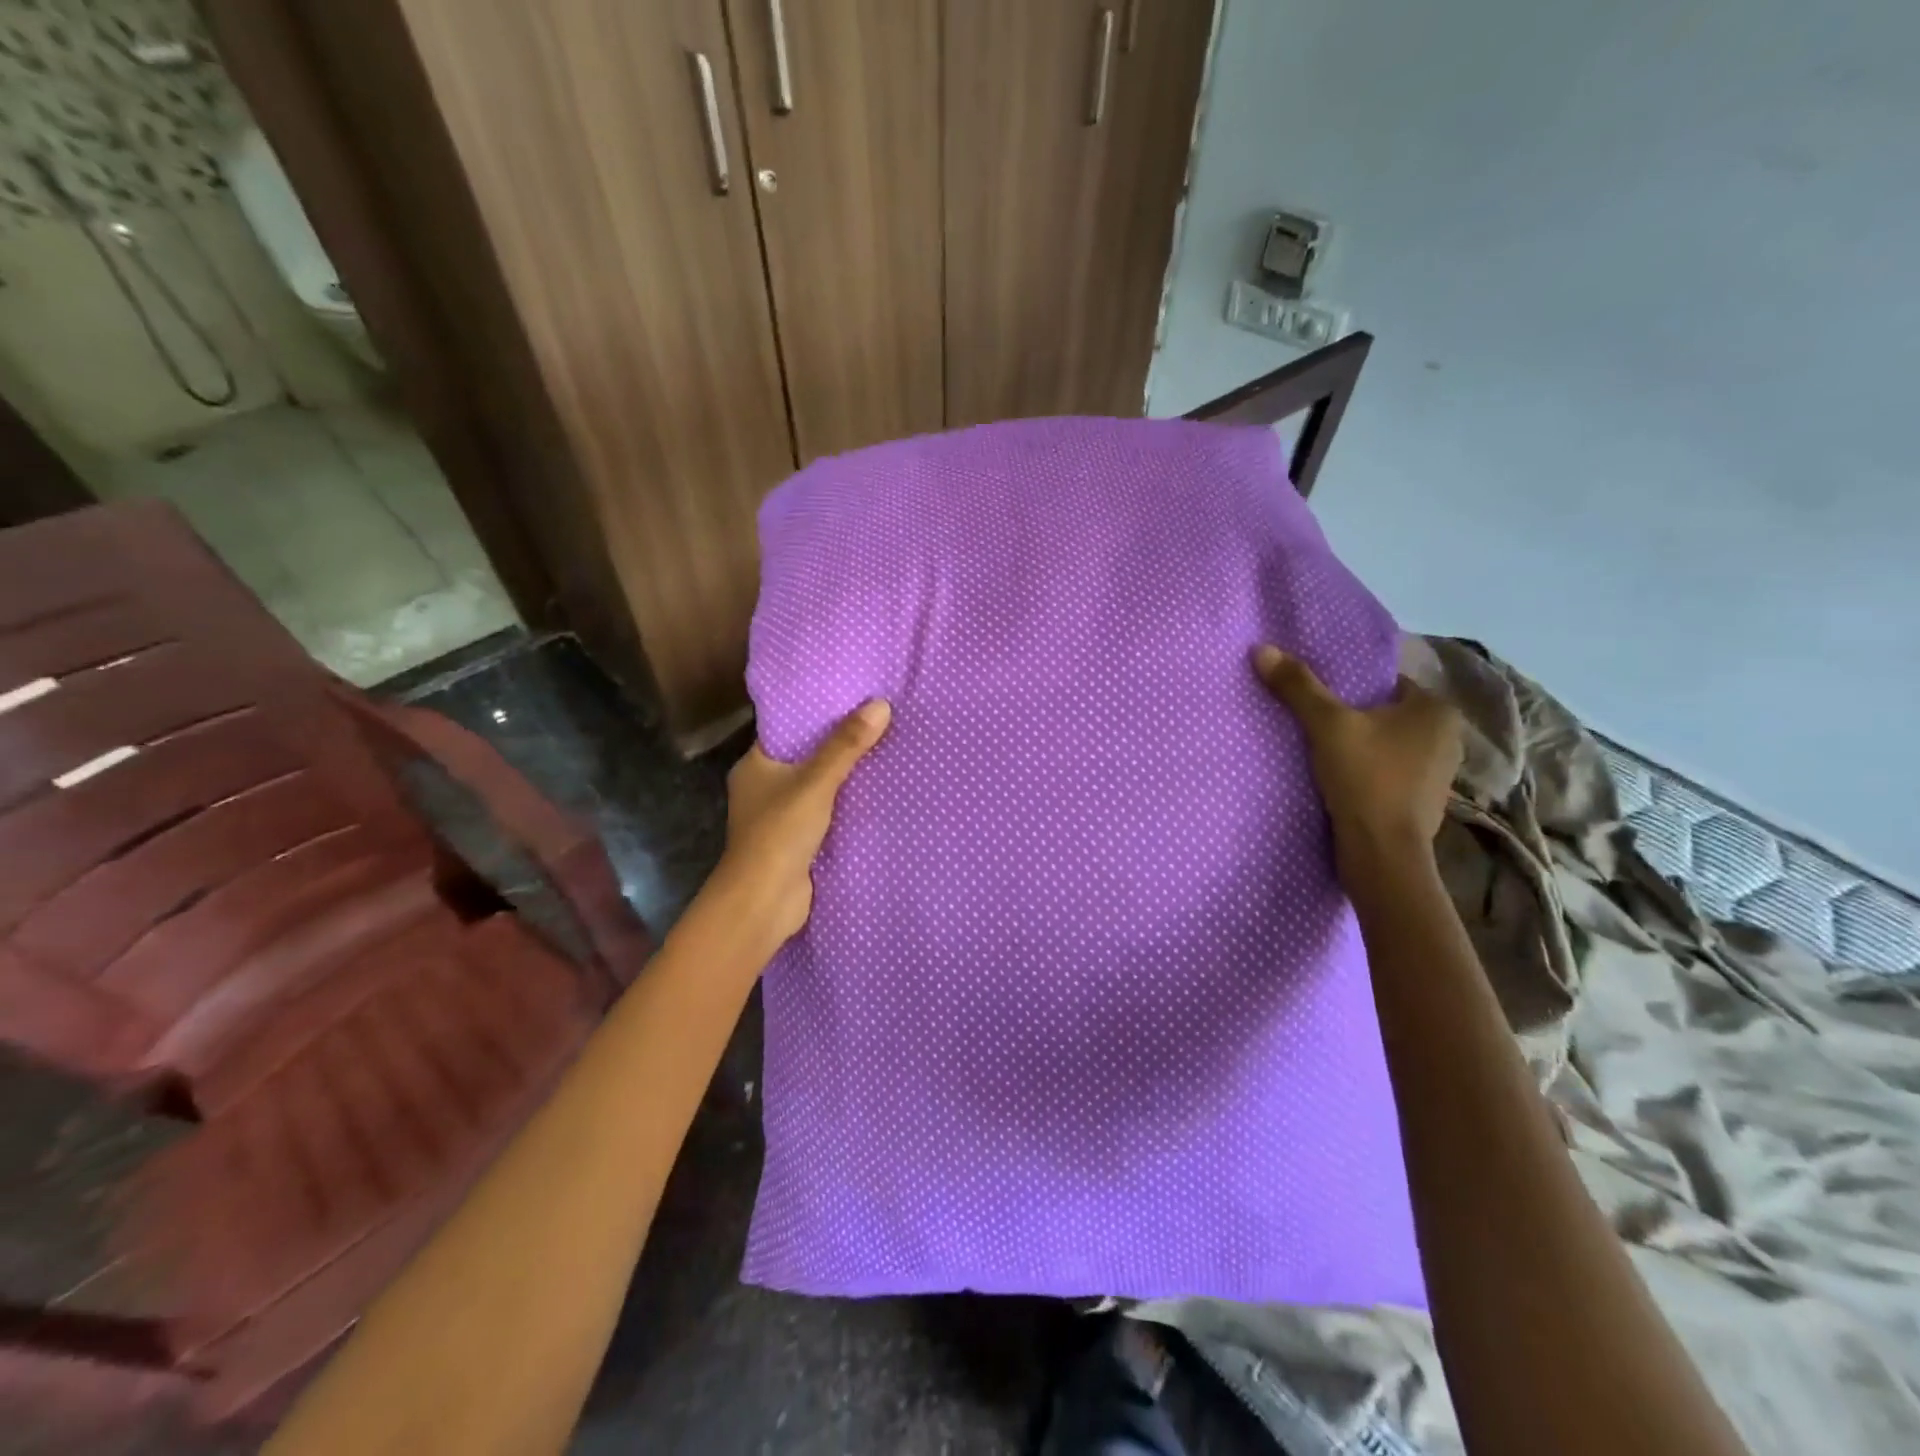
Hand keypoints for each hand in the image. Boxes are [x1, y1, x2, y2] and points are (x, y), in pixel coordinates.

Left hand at [709, 699, 892, 948]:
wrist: (765, 901)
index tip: (854, 697)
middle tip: (878, 720)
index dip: (818, 714)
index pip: (788, 730)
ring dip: (845, 776)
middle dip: (839, 744)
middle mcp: (763, 787)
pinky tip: (877, 790)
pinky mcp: (797, 840)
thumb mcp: (816, 782)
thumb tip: (880, 704)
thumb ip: (846, 746)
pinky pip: (826, 812)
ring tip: (885, 748)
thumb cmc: (780, 833)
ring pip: (818, 786)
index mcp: (755, 765)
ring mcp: (779, 816)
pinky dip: (846, 804)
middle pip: (807, 757)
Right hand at [1251, 645, 1460, 863]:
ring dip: (1357, 747)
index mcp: (1436, 710)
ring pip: (1385, 745)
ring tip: (1319, 750)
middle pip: (1383, 714)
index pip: (1385, 683)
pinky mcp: (1421, 803)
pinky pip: (1386, 773)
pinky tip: (1337, 778)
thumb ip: (1298, 686)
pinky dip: (1365, 772)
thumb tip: (1261, 648)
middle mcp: (1447, 737)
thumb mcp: (1326, 725)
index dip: (1348, 687)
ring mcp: (1437, 774)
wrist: (1382, 853)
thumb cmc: (1365, 778)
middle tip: (1311, 721)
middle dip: (1352, 717)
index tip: (1315, 696)